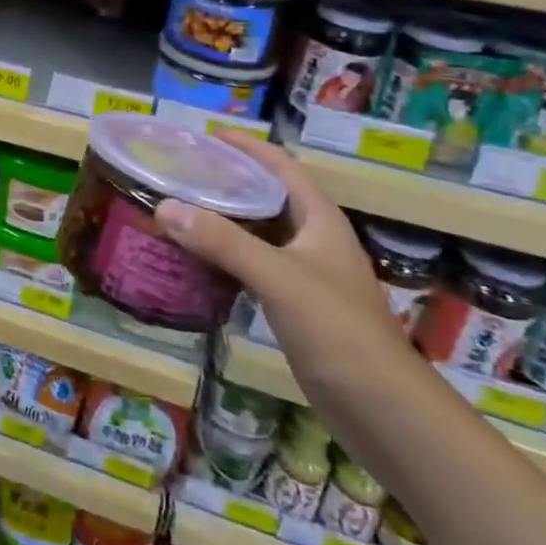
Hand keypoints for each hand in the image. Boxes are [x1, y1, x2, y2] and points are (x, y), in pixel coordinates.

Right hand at [156, 131, 406, 387]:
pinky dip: (224, 255)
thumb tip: (164, 206)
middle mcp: (314, 240)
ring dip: (224, 218)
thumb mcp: (278, 278)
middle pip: (268, 196)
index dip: (249, 147)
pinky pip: (253, 264)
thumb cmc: (337, 330)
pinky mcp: (295, 305)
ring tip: (181, 207)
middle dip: (229, 179)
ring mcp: (306, 275)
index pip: (283, 167)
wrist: (382, 409)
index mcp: (320, 221)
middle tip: (182, 170)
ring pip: (259, 232)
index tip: (207, 135)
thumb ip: (222, 241)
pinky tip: (197, 259)